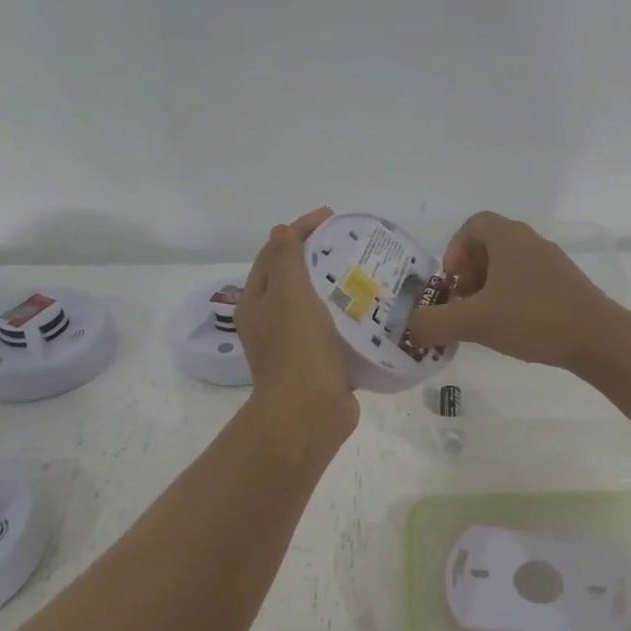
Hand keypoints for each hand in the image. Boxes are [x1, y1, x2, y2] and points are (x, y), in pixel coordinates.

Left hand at [236, 207, 359, 447]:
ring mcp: (295, 345)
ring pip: (316, 305)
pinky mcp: (320, 364)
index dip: (299, 230)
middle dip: (319, 256)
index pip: (274, 252)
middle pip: (293, 278)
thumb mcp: (289, 292)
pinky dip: (349, 317)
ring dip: (337, 287)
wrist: (309, 413)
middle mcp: (271, 322)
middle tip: (351, 244)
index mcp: (257, 302)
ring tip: (368, 272)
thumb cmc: (297, 348)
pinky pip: (334, 331)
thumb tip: (282, 231)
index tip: (331, 217)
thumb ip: (285, 259)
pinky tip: (374, 310)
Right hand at [404, 212, 620, 370]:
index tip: (451, 282)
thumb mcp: (475, 322)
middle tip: (461, 303)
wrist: (598, 339)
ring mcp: (552, 263)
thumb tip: (409, 327)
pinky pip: (527, 281)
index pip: (473, 224)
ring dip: (488, 287)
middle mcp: (530, 242)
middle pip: (489, 245)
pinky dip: (510, 297)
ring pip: (509, 265)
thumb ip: (434, 323)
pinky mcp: (565, 285)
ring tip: (482, 320)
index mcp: (508, 238)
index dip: (454, 249)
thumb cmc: (533, 319)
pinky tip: (510, 328)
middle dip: (468, 272)